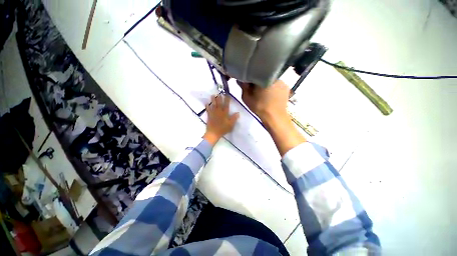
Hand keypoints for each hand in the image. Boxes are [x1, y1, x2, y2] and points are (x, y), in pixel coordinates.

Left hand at [203, 95, 239, 145]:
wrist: (214, 133)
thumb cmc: (223, 129)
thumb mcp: (230, 125)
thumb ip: (234, 118)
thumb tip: (238, 113)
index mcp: (224, 113)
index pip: (226, 105)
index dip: (227, 100)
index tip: (227, 95)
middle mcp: (219, 112)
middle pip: (219, 104)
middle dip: (219, 98)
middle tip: (219, 93)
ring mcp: (213, 113)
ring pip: (213, 105)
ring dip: (213, 100)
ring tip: (212, 95)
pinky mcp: (209, 116)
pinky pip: (208, 110)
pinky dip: (207, 106)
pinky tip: (206, 103)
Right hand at [238, 80, 305, 155]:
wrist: (275, 117)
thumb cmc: (259, 107)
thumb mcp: (246, 97)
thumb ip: (243, 86)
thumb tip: (240, 79)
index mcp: (264, 76)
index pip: (254, 71)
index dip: (249, 76)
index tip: (247, 82)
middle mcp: (274, 75)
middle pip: (264, 74)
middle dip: (258, 79)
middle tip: (254, 87)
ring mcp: (282, 81)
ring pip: (271, 79)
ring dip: (266, 83)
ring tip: (263, 91)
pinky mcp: (286, 87)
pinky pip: (277, 84)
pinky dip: (273, 87)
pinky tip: (270, 94)